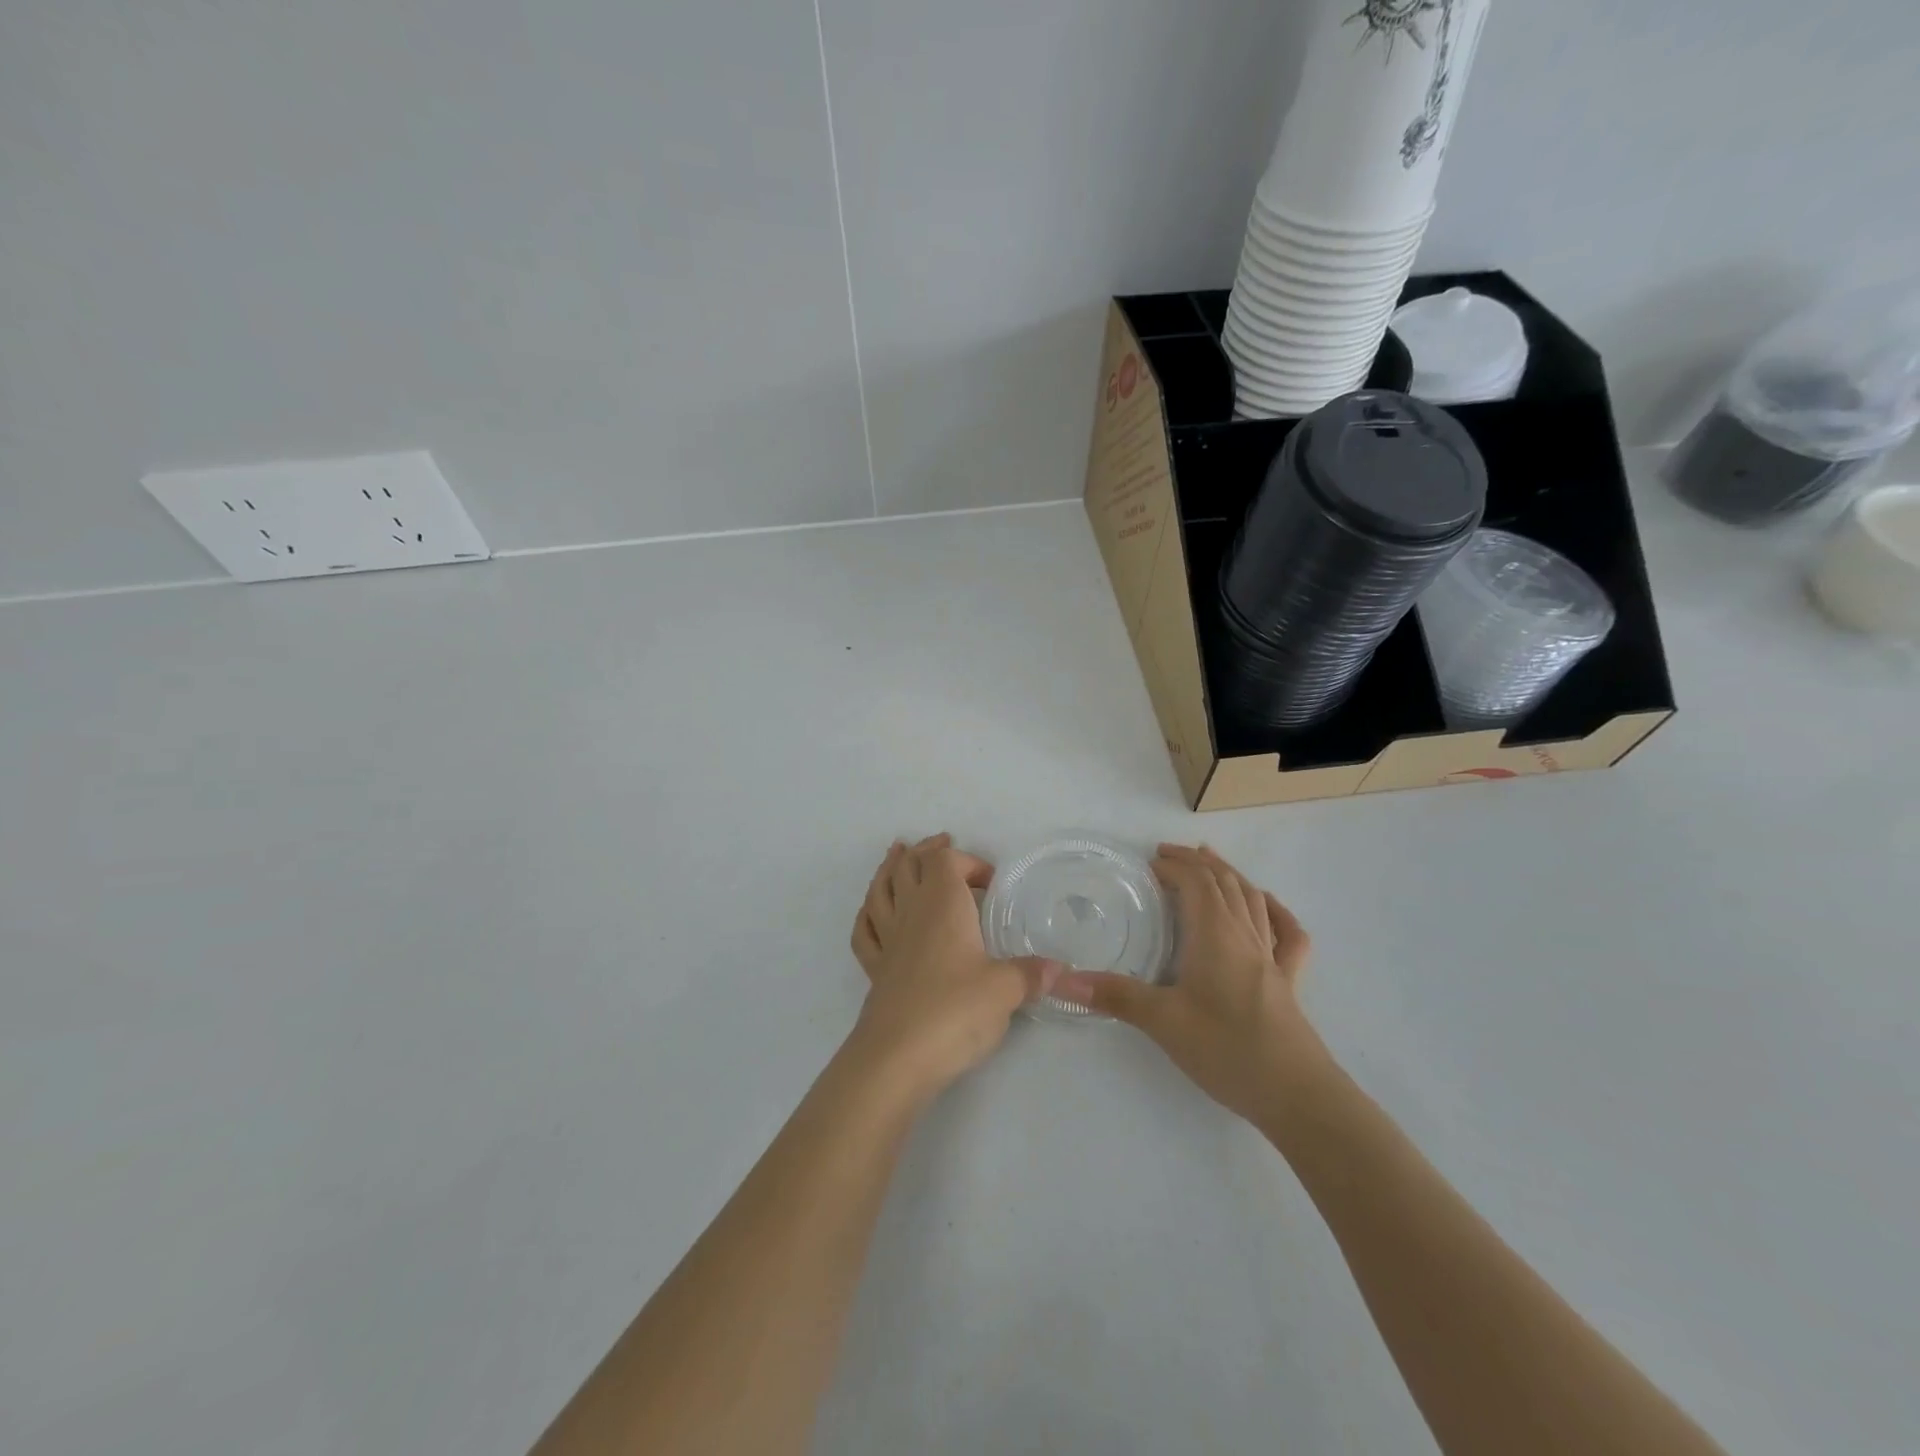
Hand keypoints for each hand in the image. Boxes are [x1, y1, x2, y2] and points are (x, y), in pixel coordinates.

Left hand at [848, 834, 1061, 1098]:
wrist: (898, 1057)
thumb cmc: (955, 1010)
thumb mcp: (1005, 990)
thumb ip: (1031, 975)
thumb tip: (1059, 970)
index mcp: (942, 905)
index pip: (945, 861)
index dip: (966, 861)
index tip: (991, 883)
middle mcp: (911, 913)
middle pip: (908, 866)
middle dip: (924, 851)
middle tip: (940, 843)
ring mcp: (888, 940)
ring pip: (880, 890)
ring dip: (889, 869)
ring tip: (896, 856)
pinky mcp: (875, 970)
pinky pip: (865, 931)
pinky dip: (868, 914)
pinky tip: (873, 913)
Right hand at [1053, 844, 1324, 1124]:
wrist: (1297, 1095)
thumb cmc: (1227, 1049)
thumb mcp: (1163, 1022)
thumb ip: (1114, 995)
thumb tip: (1062, 979)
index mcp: (1215, 935)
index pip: (1196, 883)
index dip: (1174, 866)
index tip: (1149, 863)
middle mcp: (1244, 935)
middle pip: (1225, 883)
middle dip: (1196, 862)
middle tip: (1169, 855)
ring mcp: (1271, 957)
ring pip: (1252, 900)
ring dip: (1230, 875)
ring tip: (1212, 861)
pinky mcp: (1288, 982)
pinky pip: (1288, 934)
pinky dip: (1276, 910)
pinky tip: (1268, 905)